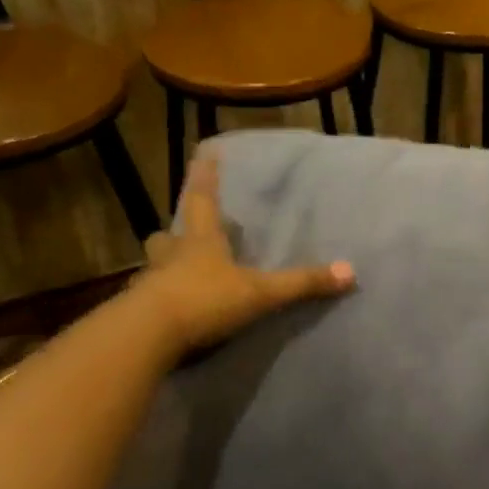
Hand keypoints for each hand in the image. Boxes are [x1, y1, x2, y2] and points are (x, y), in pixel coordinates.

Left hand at [133, 157, 354, 356]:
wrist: (147, 337)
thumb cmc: (204, 300)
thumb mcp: (260, 292)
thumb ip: (302, 283)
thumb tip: (350, 272)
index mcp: (200, 242)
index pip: (203, 200)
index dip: (206, 176)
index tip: (206, 151)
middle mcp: (171, 257)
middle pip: (168, 236)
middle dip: (175, 234)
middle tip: (183, 234)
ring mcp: (150, 285)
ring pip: (154, 268)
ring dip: (165, 267)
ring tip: (179, 275)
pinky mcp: (138, 315)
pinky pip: (150, 302)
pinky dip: (160, 304)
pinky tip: (174, 315)